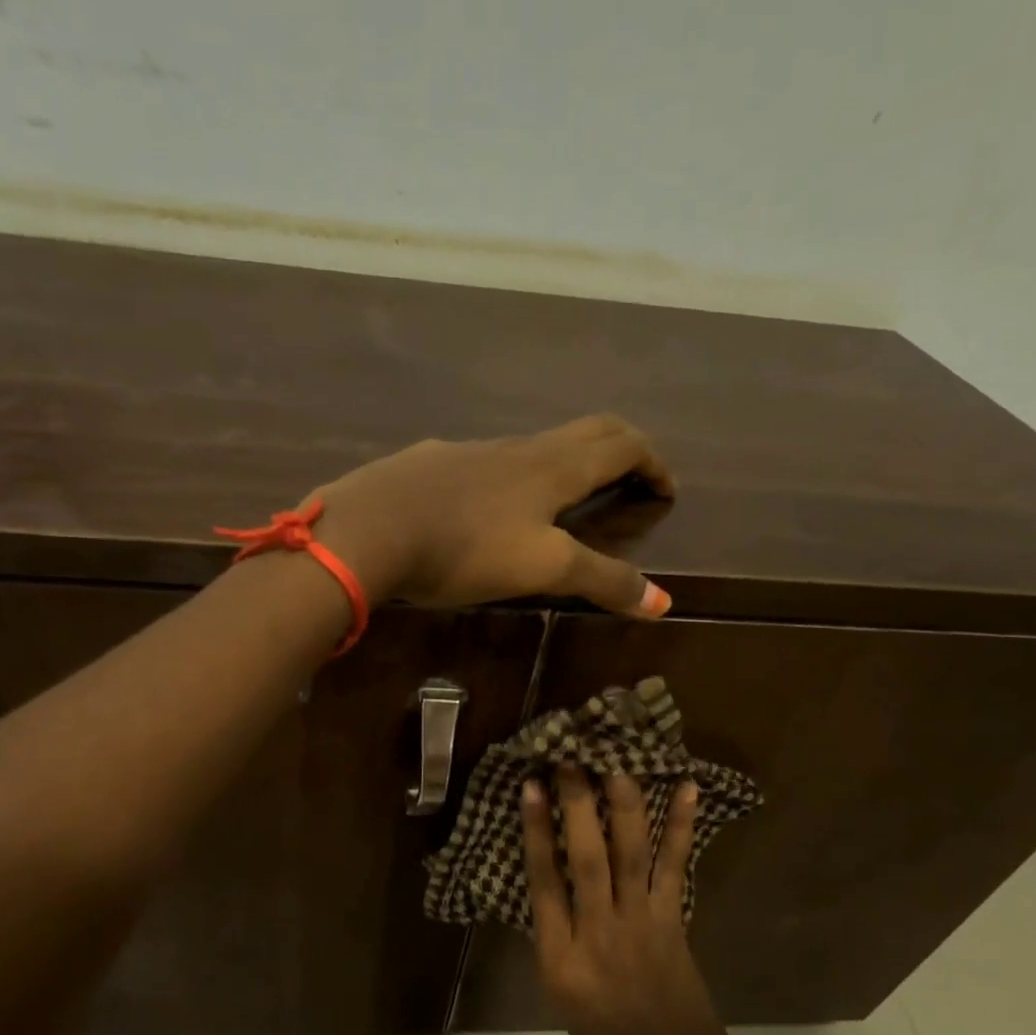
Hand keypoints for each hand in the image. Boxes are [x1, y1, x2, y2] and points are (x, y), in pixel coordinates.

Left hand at [312, 415, 675, 615]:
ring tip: (564, 499)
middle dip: (618, 450)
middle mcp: (516, 449)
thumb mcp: (543, 568)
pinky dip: (510, 477)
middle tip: (632, 477)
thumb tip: (664, 602)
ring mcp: (469, 452)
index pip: (620, 445)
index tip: (666, 489)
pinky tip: (487, 507)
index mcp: (552, 467)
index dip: (652, 462)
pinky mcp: (430, 464)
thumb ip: (602, 580)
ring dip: (563, 463)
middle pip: (583, 432)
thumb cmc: (465, 547)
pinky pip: (485, 462)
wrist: (369, 528)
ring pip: (531, 446)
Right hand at [522, 766, 760, 1034]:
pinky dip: (682, 826)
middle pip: (586, 857)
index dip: (537, 829)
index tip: (531, 786)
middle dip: (577, 802)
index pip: (543, 881)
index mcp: (560, 958)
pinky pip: (676, 866)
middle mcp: (599, 933)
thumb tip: (552, 872)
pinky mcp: (675, 921)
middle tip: (570, 757)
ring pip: (630, 853)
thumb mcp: (560, 991)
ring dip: (624, 802)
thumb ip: (554, 932)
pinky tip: (687, 789)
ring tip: (618, 760)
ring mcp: (642, 924)